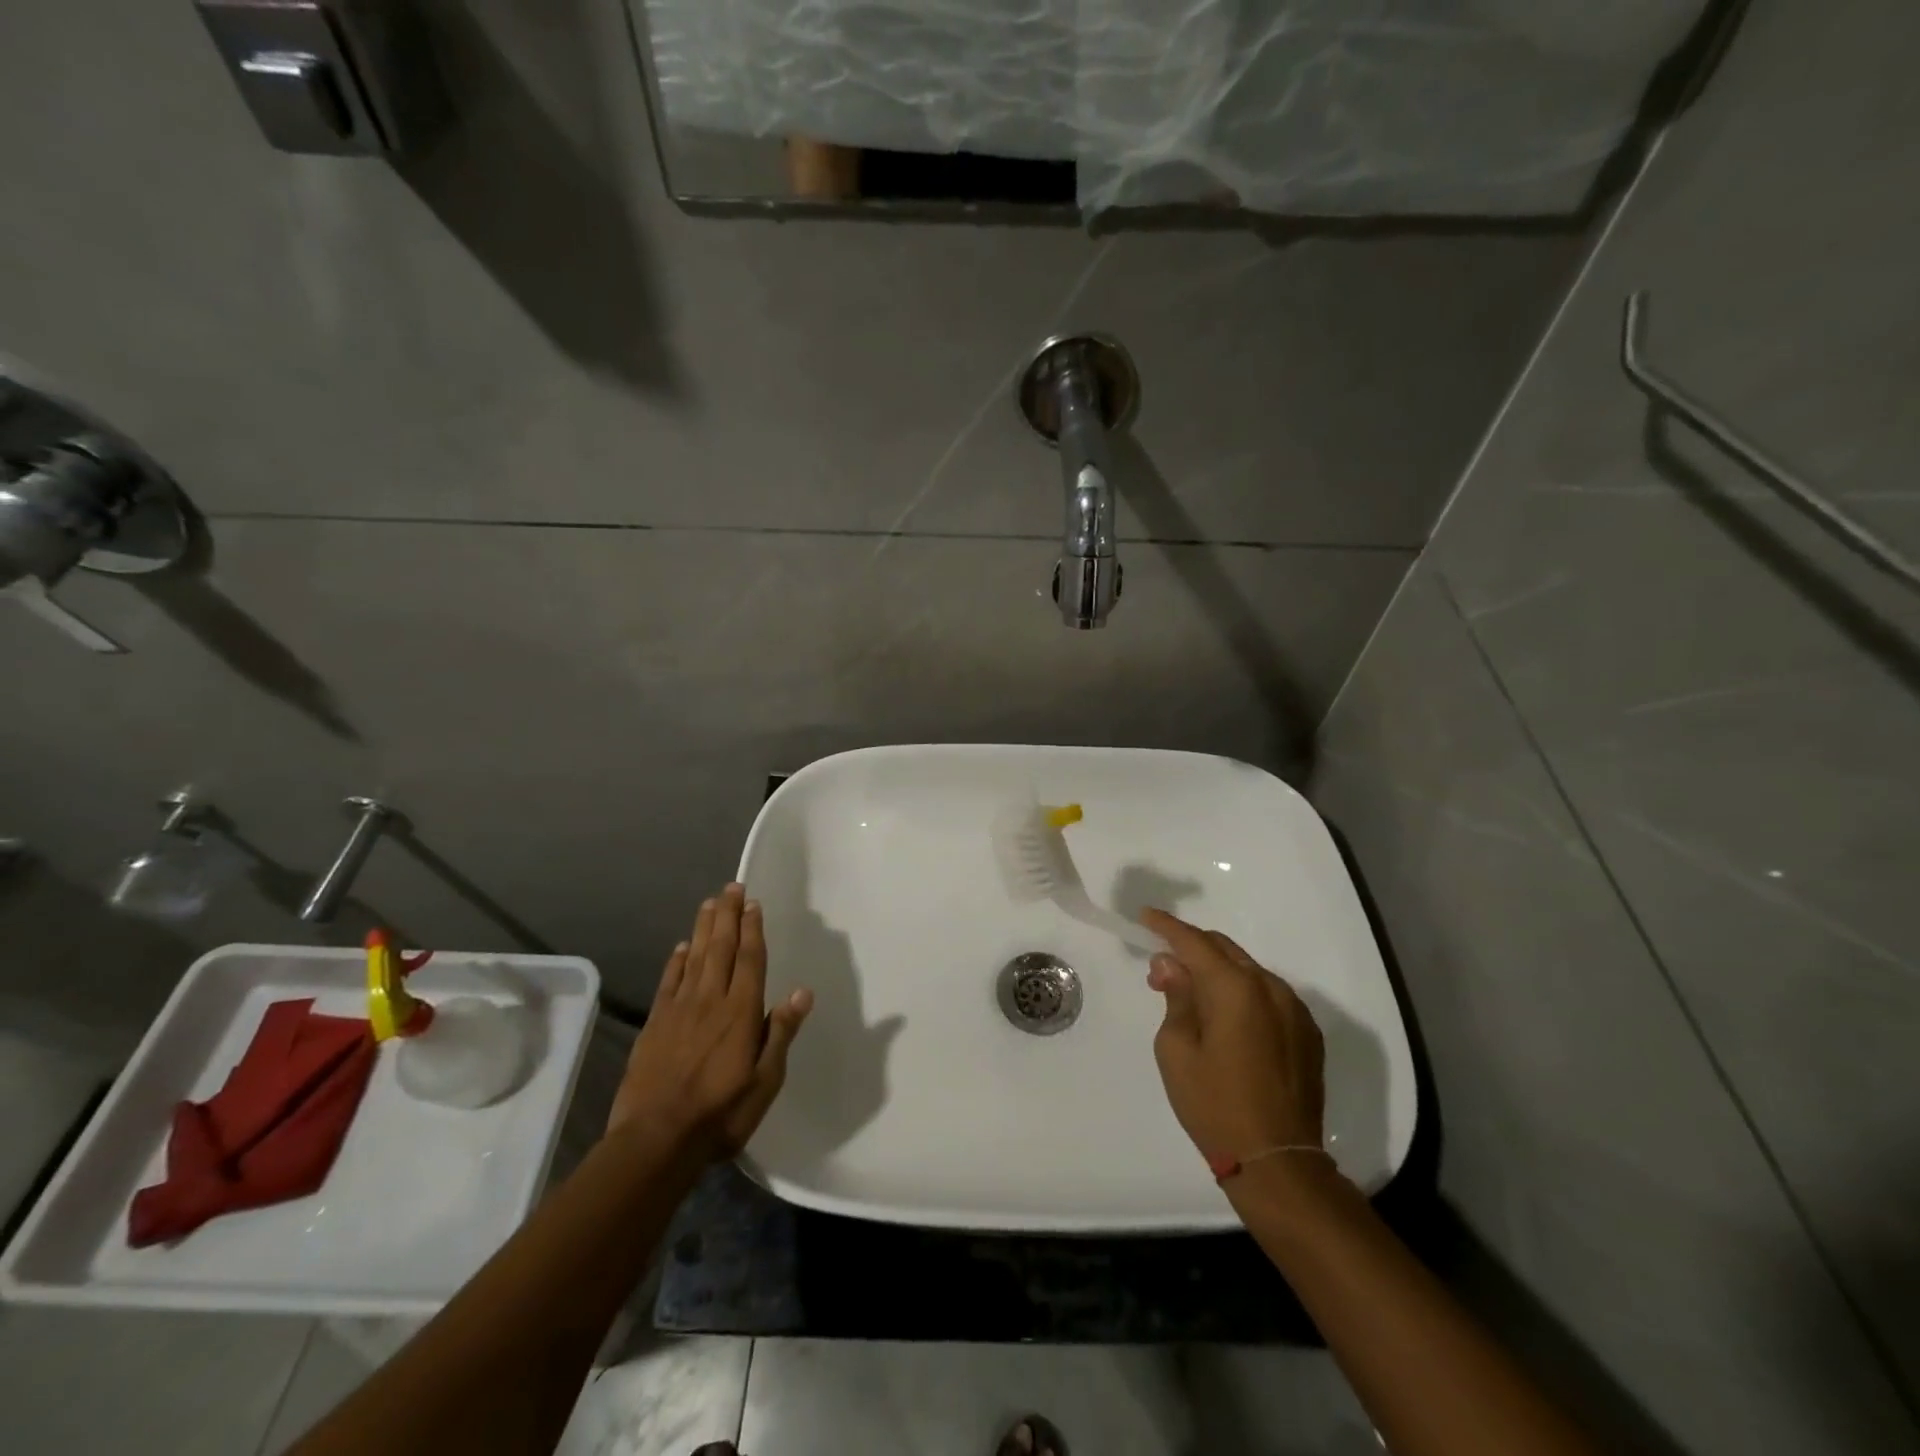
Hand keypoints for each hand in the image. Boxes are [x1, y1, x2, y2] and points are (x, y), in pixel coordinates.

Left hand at [608, 884, 813, 1158]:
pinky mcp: (655, 1024)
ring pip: (694, 958)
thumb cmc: (721, 1113)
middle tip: (731, 887)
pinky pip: (668, 982)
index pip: (749, 960)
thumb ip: (780, 1032)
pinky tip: (680, 947)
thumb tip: (802, 991)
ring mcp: (679, 1010)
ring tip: (710, 903)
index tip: (753, 903)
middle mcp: (710, 1001)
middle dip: (728, 916)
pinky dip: (676, 961)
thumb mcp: (765, 1081)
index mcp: (740, 1013)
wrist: (656, 1139)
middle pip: (720, 948)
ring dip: (703, 928)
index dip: (752, 929)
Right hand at [1141, 908, 1324, 1163]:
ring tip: (1192, 999)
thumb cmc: (1214, 1105)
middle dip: (1190, 950)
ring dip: (1217, 973)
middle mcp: (1270, 988)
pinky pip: (1268, 996)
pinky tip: (1226, 1020)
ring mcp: (1294, 1010)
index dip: (1166, 927)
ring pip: (1248, 971)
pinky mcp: (1308, 1034)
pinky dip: (1242, 994)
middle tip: (1161, 971)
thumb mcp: (1176, 1050)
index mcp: (1235, 988)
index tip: (1145, 917)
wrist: (1278, 1162)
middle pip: (1224, 950)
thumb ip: (1176, 997)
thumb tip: (1172, 965)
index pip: (1194, 942)